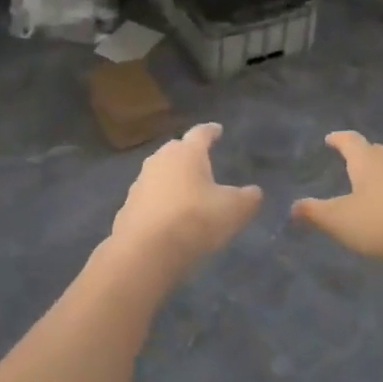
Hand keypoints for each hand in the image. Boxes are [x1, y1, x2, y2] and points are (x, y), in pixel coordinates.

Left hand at [109, 123, 262, 277]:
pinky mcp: (128, 207)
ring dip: (172, 178)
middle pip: (176, 150)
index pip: (201, 133)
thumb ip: (247, 198)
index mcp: (187, 153)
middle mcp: (160, 160)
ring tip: (186, 190)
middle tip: (201, 161)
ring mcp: (140, 183)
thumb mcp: (233, 210)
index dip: (211, 131)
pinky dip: (160, 202)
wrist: (145, 252)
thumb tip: (254, 192)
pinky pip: (149, 197)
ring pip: (160, 173)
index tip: (217, 129)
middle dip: (189, 154)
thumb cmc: (194, 220)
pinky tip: (167, 216)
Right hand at [292, 131, 382, 263]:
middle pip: (377, 150)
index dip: (338, 139)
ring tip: (382, 183)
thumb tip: (293, 207)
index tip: (330, 138)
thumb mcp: (342, 221)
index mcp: (367, 160)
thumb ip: (316, 213)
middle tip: (356, 163)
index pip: (349, 141)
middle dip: (365, 155)